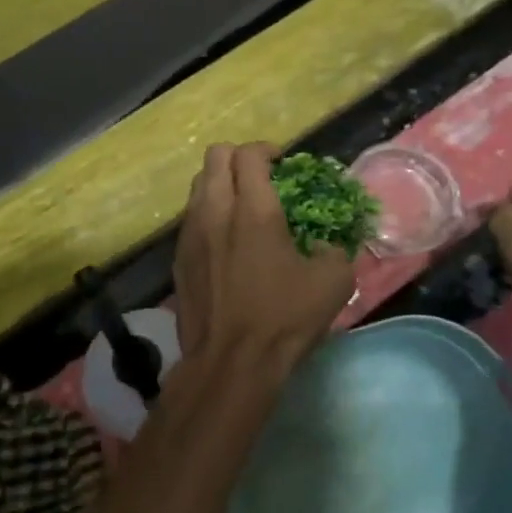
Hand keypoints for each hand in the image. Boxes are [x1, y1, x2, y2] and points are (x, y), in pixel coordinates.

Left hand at [173, 143, 355, 375]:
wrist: (231, 363)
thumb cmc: (284, 318)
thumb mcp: (333, 282)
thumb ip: (333, 250)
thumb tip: (326, 245)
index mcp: (253, 210)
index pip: (249, 154)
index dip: (267, 149)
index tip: (282, 163)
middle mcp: (215, 211)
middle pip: (214, 157)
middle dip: (238, 157)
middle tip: (260, 177)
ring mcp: (190, 234)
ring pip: (197, 186)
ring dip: (219, 184)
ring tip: (241, 206)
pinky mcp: (178, 258)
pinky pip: (190, 218)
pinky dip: (208, 214)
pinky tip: (225, 241)